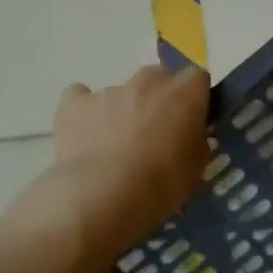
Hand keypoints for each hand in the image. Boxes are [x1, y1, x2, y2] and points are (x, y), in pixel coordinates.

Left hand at [8, 65, 210, 261]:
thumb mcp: (197, 167)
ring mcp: (110, 90)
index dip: (195, 97)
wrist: (102, 195)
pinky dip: (85, 111)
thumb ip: (196, 141)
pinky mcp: (75, 104)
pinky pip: (80, 97)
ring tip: (117, 144)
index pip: (198, 78)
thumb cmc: (161, 182)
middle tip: (157, 129)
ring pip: (122, 91)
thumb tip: (190, 135)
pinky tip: (85, 134)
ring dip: (124, 109)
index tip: (193, 119)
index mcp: (185, 92)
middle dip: (159, 97)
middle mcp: (149, 82)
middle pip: (159, 76)